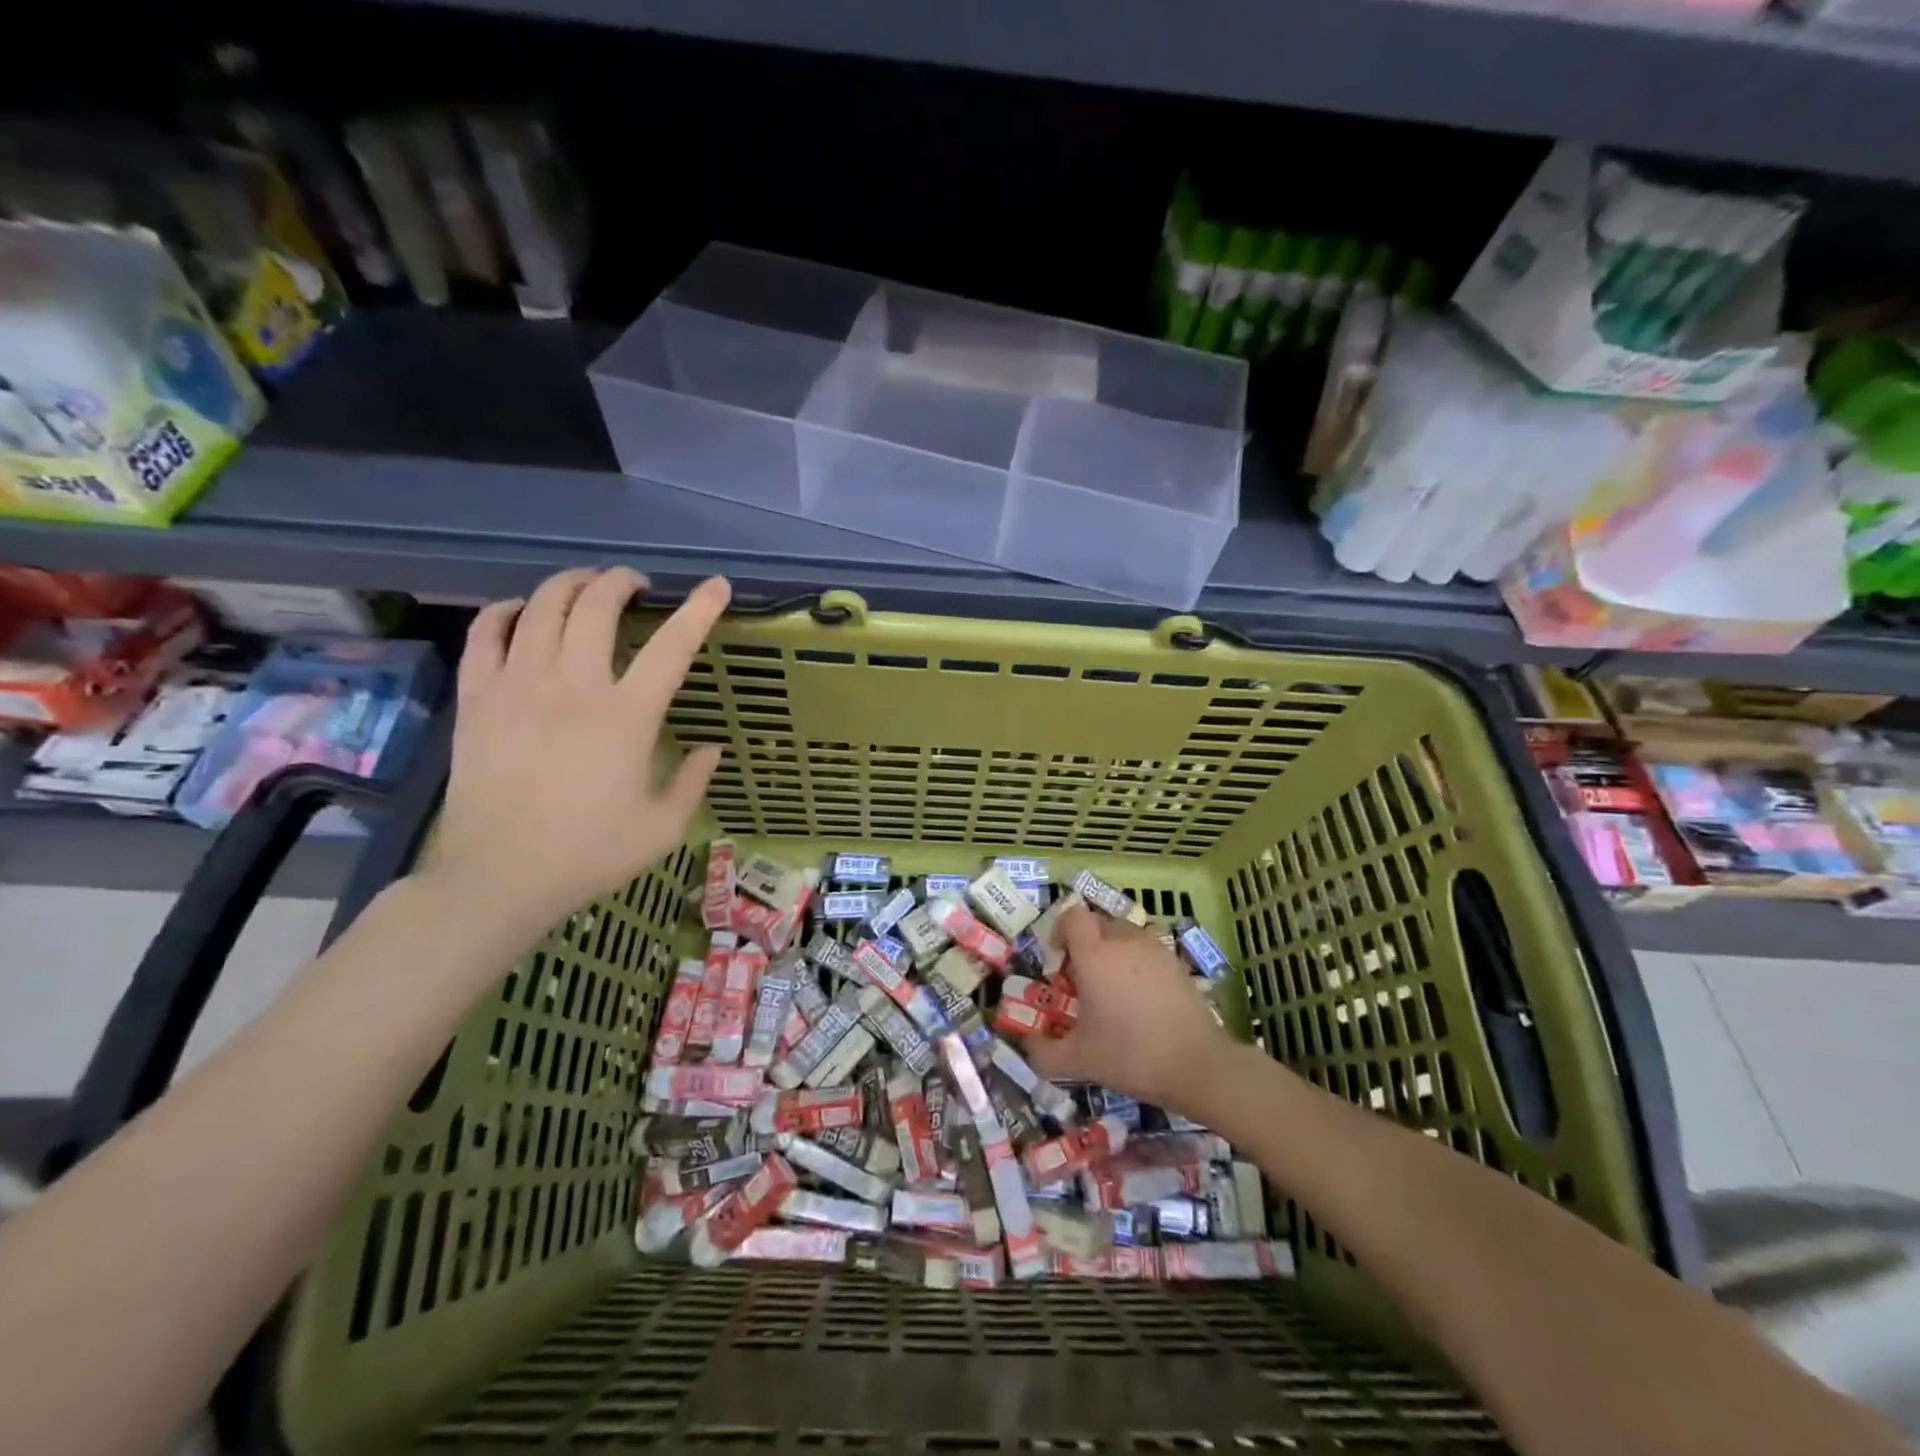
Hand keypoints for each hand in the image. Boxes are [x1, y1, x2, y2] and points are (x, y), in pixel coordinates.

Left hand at [425, 567, 729, 940]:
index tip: (716, 585)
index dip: (699, 609)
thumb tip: (711, 749)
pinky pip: (486, 635)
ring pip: (541, 608)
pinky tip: (519, 611)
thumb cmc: (590, 854)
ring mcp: (519, 687)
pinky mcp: (478, 699)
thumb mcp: (663, 827)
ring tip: (585, 585)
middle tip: (634, 584)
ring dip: (568, 584)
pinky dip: (506, 612)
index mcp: (627, 717)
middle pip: (596, 606)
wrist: (499, 877)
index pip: (672, 646)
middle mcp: (574, 687)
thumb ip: (693, 782)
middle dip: (620, 581)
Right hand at [1023, 903, 1239, 1112]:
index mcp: (1094, 954)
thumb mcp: (1078, 1060)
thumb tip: (1027, 1043)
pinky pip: (1146, 950)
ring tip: (1112, 989)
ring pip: (1123, 934)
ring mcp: (1155, 949)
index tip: (1059, 960)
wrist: (1198, 1066)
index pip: (1072, 915)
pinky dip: (1136, 964)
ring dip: (1111, 952)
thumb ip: (1043, 1052)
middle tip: (1082, 979)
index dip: (1060, 930)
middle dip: (1084, 944)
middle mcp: (1124, 940)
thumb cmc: (1130, 1055)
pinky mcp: (1177, 962)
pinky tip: (1140, 999)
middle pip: (1097, 922)